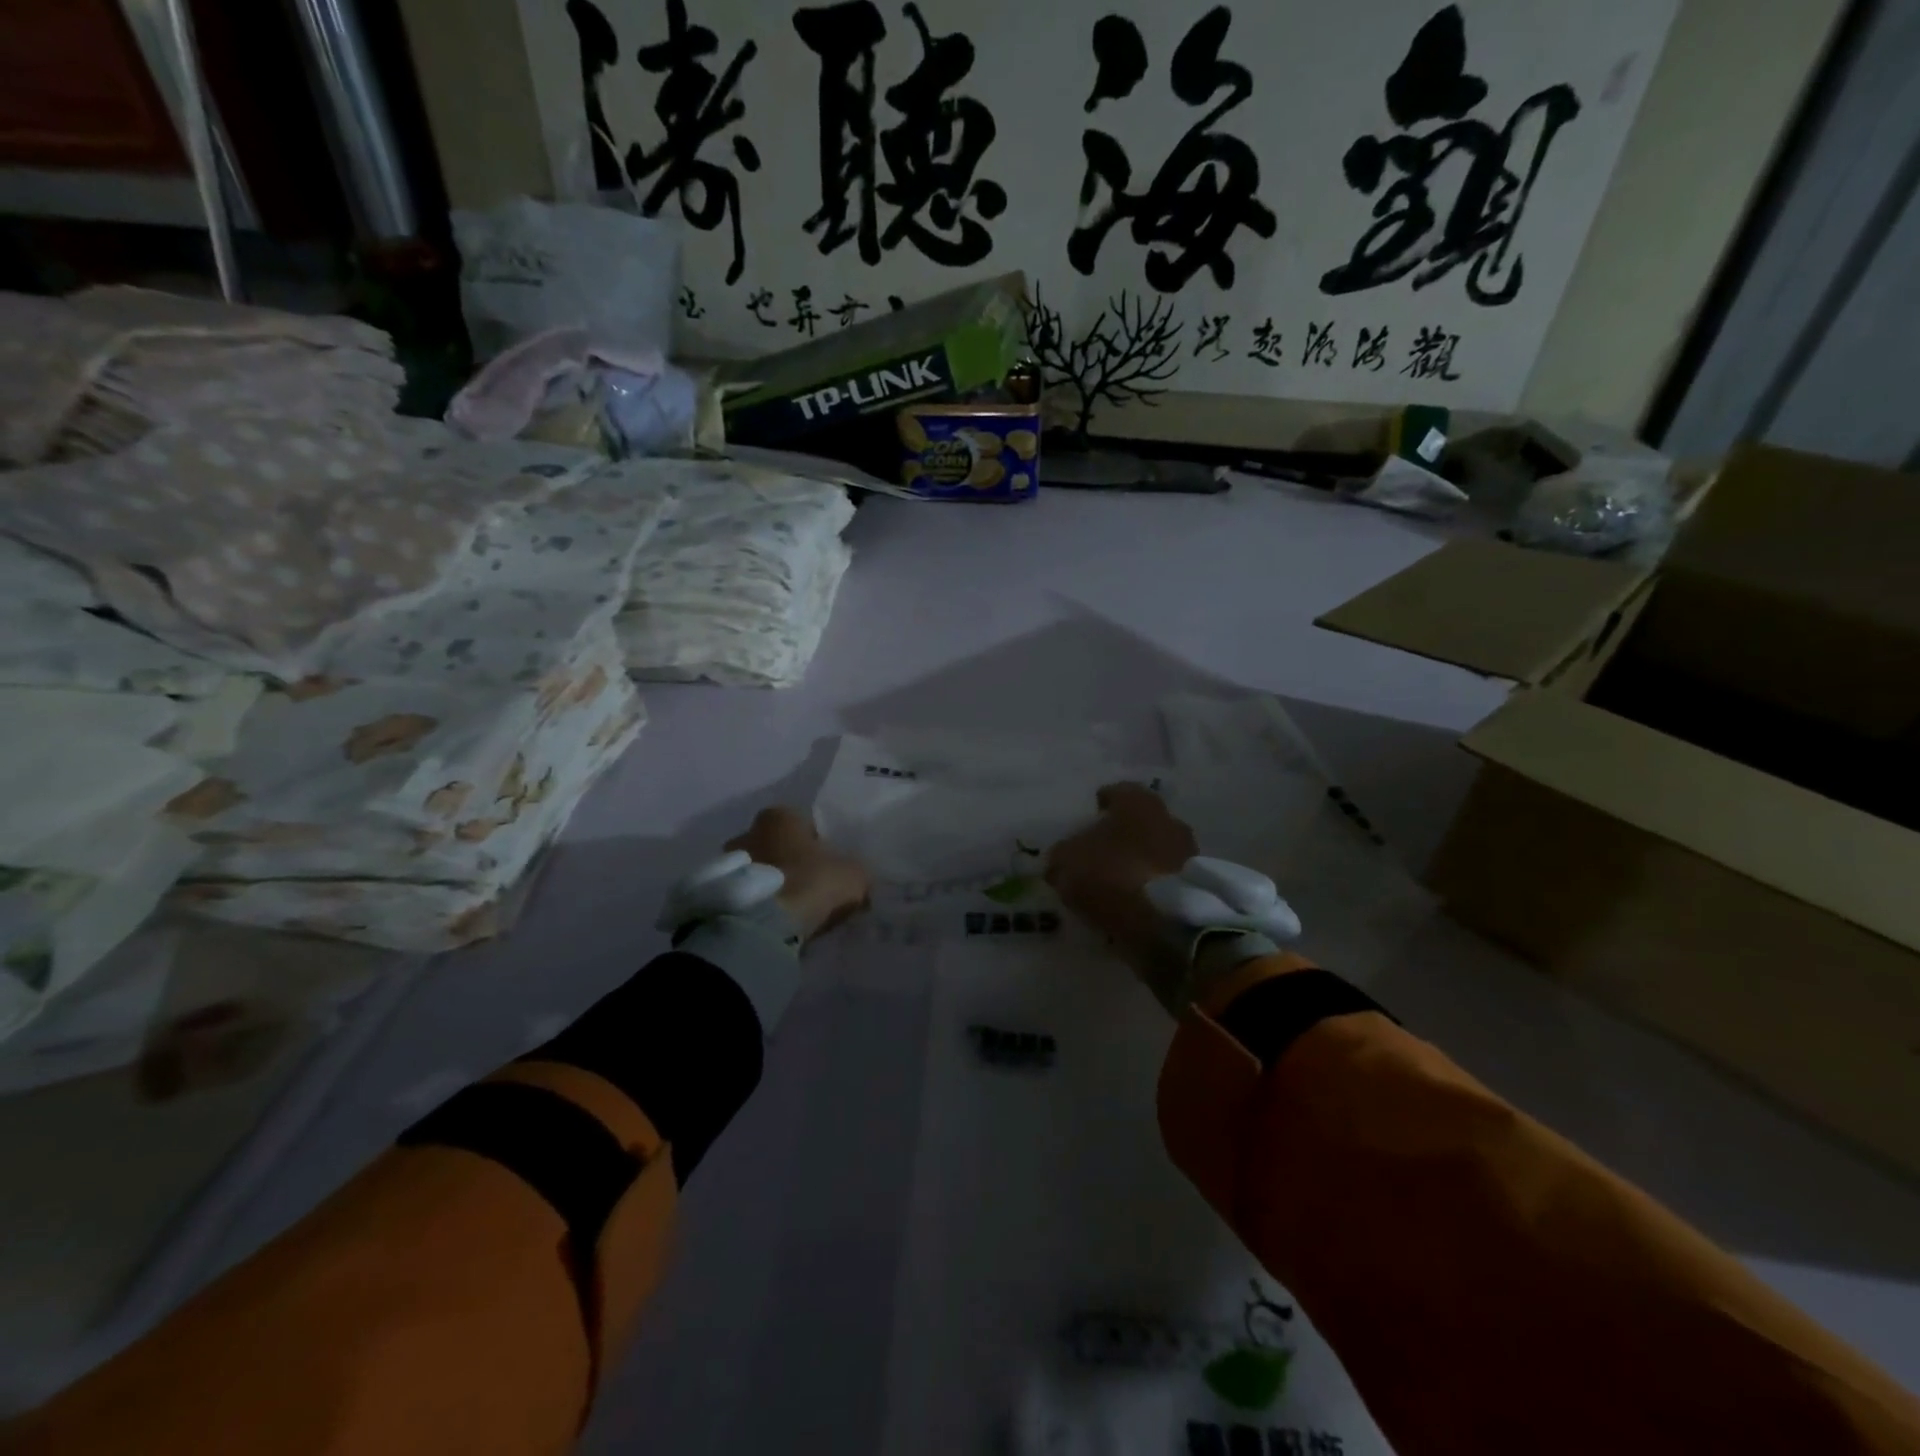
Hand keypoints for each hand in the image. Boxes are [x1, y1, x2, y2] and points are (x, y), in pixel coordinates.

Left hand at [726, 807, 870, 941]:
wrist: (762, 925)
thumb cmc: (811, 883)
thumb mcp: (853, 875)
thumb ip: (856, 871)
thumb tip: (857, 878)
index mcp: (780, 815)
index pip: (804, 825)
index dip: (819, 847)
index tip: (828, 870)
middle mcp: (747, 830)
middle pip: (777, 847)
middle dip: (790, 864)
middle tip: (809, 891)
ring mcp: (726, 862)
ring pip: (758, 871)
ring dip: (771, 886)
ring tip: (789, 912)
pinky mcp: (715, 892)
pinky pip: (744, 894)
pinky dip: (756, 904)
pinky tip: (772, 923)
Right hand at [1045, 783, 1197, 986]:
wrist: (1163, 922)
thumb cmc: (1110, 874)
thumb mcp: (1067, 862)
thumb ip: (1062, 856)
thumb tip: (1059, 861)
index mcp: (1138, 802)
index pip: (1117, 792)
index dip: (1101, 804)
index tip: (1091, 815)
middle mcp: (1169, 819)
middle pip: (1141, 821)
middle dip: (1124, 834)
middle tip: (1102, 850)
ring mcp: (1188, 853)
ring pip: (1156, 850)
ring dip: (1140, 860)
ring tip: (1118, 881)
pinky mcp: (1198, 886)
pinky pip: (1166, 879)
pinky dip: (1152, 885)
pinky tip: (1135, 900)